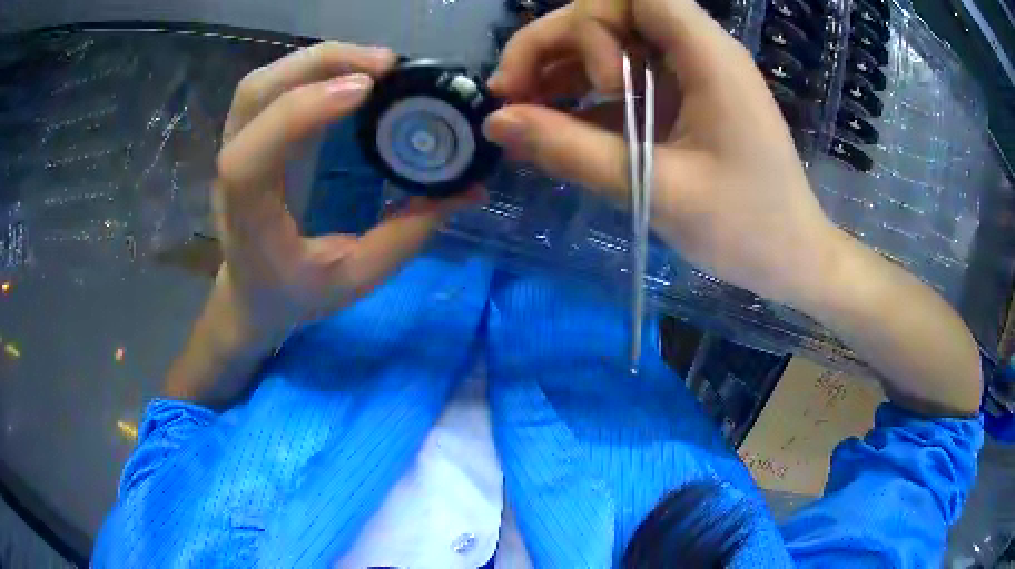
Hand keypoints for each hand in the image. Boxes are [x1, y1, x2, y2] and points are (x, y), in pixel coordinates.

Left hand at [213, 42, 478, 347]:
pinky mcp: (249, 136)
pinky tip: (348, 72)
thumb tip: (470, 189)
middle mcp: (233, 175)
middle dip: (321, 64)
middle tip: (386, 64)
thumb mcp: (356, 277)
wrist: (250, 294)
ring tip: (372, 63)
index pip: (253, 156)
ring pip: (260, 83)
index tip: (366, 90)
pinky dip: (310, 69)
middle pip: (256, 95)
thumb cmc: (296, 293)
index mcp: (249, 219)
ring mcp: (235, 148)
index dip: (302, 112)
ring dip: (316, 60)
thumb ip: (408, 235)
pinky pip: (270, 87)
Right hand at [484, 0, 841, 305]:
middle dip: (555, 45)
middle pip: (610, 14)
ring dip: (560, 72)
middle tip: (509, 94)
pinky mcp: (681, 103)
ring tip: (520, 114)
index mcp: (706, 56)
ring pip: (610, 47)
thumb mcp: (656, 189)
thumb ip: (572, 151)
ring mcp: (688, 77)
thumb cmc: (745, 228)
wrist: (792, 260)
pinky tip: (553, 130)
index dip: (590, 20)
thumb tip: (496, 122)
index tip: (587, 81)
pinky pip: (624, 83)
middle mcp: (696, 52)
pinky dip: (584, 101)